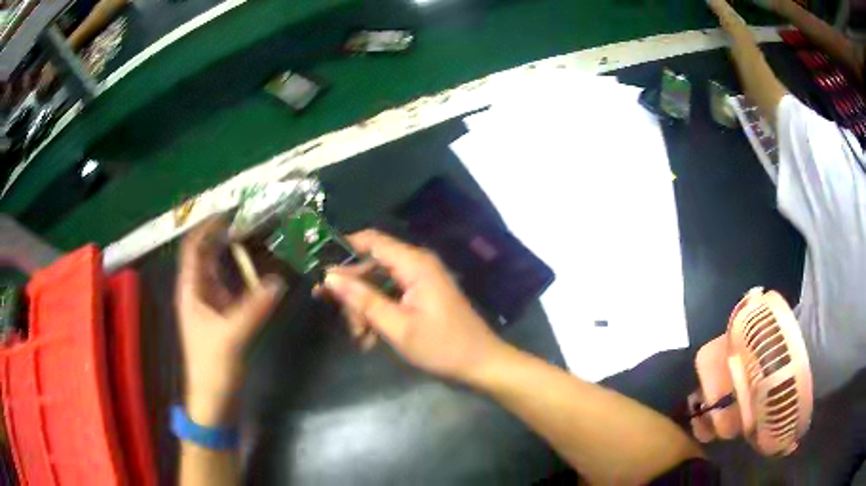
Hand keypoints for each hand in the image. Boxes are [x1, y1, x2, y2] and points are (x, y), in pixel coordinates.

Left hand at [176, 217, 284, 425]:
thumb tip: (278, 281)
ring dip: (235, 255)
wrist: (214, 400)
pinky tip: (262, 273)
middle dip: (224, 236)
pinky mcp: (223, 317)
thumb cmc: (213, 367)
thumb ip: (254, 308)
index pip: (193, 248)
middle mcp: (198, 292)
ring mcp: (211, 305)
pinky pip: (233, 288)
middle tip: (251, 221)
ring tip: (259, 239)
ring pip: (221, 271)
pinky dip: (245, 277)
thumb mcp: (232, 336)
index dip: (207, 227)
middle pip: (207, 255)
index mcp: (190, 290)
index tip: (230, 211)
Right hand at [323, 230, 508, 382]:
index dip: (343, 248)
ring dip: (364, 309)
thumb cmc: (442, 347)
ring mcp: (419, 281)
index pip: (371, 240)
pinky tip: (370, 339)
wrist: (481, 365)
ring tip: (361, 338)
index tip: (319, 267)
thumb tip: (330, 276)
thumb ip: (363, 300)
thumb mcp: (398, 327)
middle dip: (353, 292)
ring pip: (378, 285)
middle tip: (342, 319)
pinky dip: (377, 314)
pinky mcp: (420, 297)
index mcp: (414, 264)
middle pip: (371, 266)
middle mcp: (416, 265)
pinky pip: (390, 297)